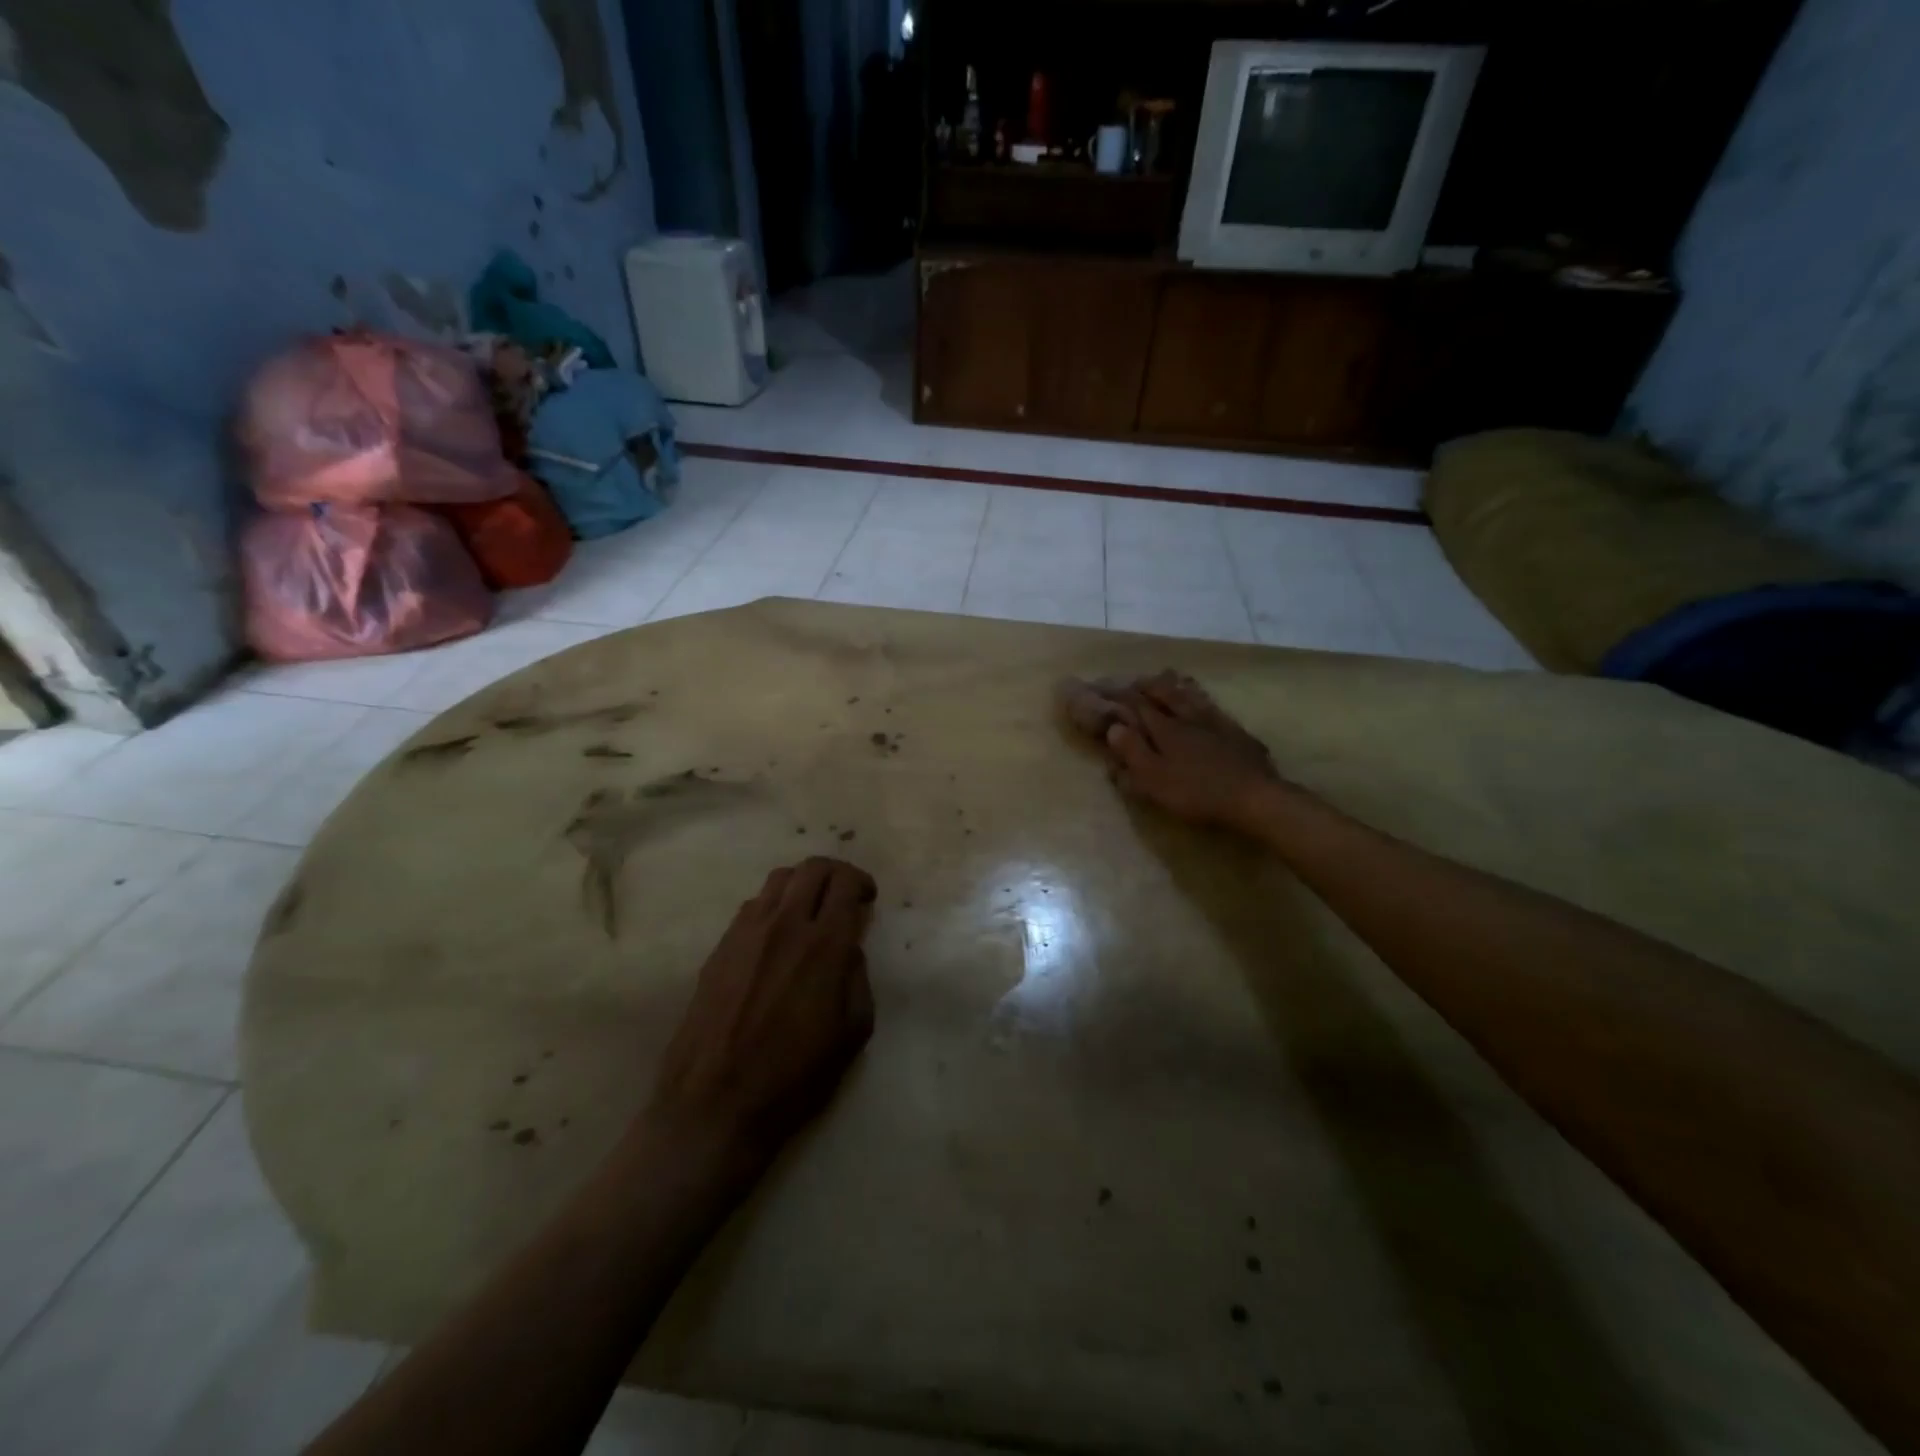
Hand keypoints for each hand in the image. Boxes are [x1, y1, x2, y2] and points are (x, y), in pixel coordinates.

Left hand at [645, 857, 876, 1159]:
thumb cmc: (794, 1078)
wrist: (714, 1106)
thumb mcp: (852, 1035)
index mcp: (823, 945)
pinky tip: (775, 936)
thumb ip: (857, 980)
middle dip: (835, 873)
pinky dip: (773, 906)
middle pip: (812, 868)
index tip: (867, 898)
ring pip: (778, 880)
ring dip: (802, 884)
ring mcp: (745, 933)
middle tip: (844, 895)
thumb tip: (849, 951)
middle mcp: (784, 925)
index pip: (845, 883)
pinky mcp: (719, 948)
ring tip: (809, 911)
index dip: (861, 882)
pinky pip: (751, 906)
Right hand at [1101, 671, 1285, 833]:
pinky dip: (1201, 698)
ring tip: (1165, 677)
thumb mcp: (1154, 779)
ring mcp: (1215, 722)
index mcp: (1165, 729)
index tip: (1104, 689)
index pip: (1138, 706)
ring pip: (1190, 696)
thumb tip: (1114, 727)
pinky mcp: (1236, 732)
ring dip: (1174, 686)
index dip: (1119, 696)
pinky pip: (1213, 707)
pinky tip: (1202, 699)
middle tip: (1134, 680)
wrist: (1254, 797)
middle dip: (1146, 686)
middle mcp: (1188, 718)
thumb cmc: (1196, 792)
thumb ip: (1132, 752)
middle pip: (1164, 694)